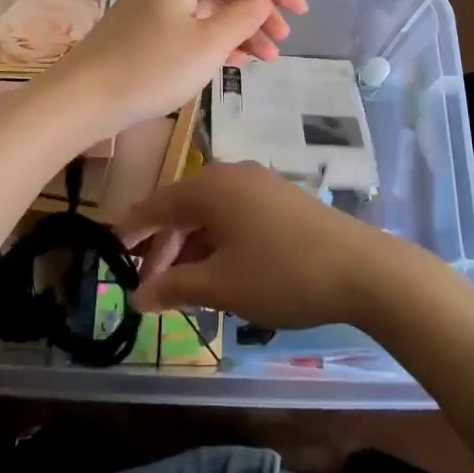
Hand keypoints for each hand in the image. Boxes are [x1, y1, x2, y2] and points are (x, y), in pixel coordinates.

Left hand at [50, 0, 307, 134]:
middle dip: (259, 9)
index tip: (300, 14)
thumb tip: (261, 0)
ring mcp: (156, 4)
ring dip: (241, 28)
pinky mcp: (147, 28)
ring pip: (211, 7)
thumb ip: (243, 16)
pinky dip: (217, 38)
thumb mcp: (208, 43)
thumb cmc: (151, 68)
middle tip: (282, 40)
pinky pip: (193, 23)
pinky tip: (236, 61)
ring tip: (266, 58)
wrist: (84, 97)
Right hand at [116, 162, 407, 328]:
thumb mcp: (221, 286)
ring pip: (211, 213)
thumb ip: (174, 287)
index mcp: (210, 187)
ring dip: (192, 247)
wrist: (361, 268)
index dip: (133, 230)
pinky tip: (220, 272)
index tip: (112, 251)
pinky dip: (218, 241)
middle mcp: (232, 175)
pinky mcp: (281, 198)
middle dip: (163, 246)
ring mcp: (260, 184)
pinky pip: (235, 215)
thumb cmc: (281, 274)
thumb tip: (137, 297)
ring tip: (183, 287)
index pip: (157, 204)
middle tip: (149, 286)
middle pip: (183, 208)